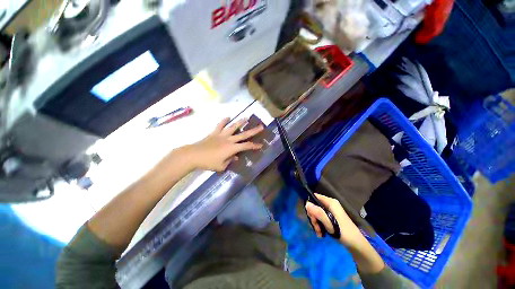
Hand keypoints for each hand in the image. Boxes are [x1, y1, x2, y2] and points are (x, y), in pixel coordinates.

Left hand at [186, 117, 263, 171]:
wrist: (193, 155)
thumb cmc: (208, 162)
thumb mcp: (222, 166)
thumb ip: (230, 161)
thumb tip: (235, 157)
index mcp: (232, 148)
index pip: (246, 146)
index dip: (255, 146)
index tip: (261, 145)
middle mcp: (229, 139)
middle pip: (243, 134)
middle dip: (253, 131)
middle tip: (261, 126)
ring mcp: (221, 135)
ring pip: (233, 127)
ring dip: (240, 122)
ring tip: (246, 118)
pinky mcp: (214, 132)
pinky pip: (220, 125)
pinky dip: (224, 120)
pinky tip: (228, 117)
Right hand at [305, 194, 363, 247]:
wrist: (357, 245)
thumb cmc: (344, 233)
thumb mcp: (330, 223)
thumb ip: (318, 213)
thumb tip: (306, 204)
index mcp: (331, 202)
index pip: (315, 197)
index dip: (310, 205)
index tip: (311, 216)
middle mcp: (330, 204)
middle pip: (315, 206)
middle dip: (313, 217)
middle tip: (316, 227)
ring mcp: (331, 211)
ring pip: (317, 213)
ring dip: (316, 223)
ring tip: (319, 232)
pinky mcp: (331, 218)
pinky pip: (320, 218)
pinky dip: (319, 225)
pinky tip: (321, 233)